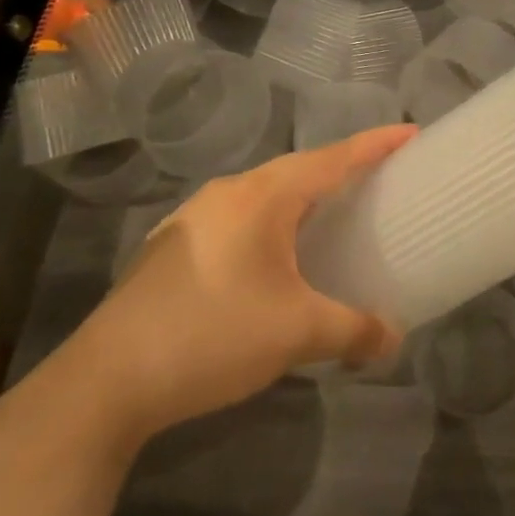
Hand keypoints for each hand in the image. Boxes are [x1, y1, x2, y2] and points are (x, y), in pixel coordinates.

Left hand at [61, 125, 416, 445]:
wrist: (104, 383)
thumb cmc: (213, 336)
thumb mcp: (296, 333)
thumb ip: (354, 331)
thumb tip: (393, 340)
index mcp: (265, 197)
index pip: (334, 158)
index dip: (376, 144)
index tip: (410, 132)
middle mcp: (230, 192)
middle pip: (299, 168)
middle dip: (340, 168)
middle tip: (377, 178)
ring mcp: (194, 217)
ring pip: (263, 192)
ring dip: (301, 196)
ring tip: (328, 215)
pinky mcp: (172, 247)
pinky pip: (238, 217)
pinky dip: (269, 222)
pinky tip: (271, 257)